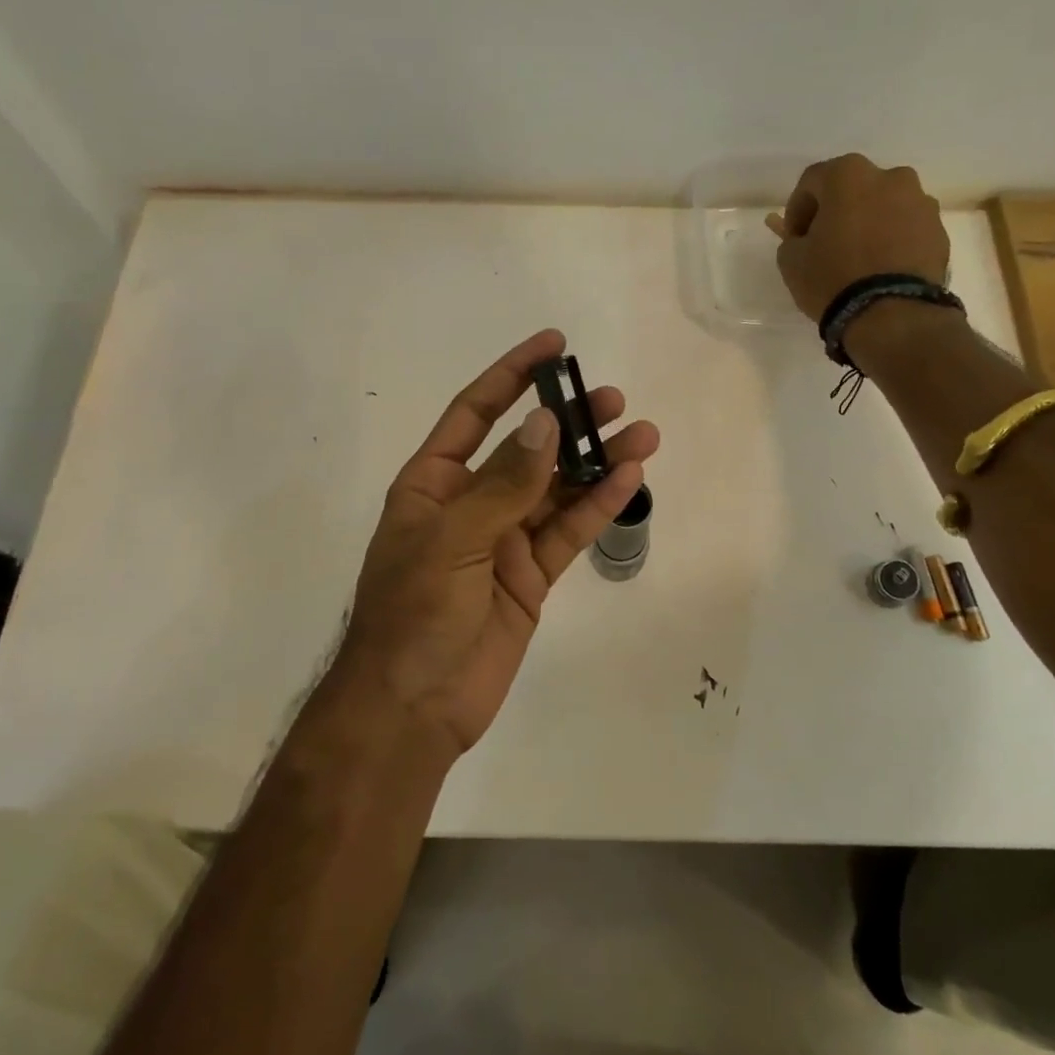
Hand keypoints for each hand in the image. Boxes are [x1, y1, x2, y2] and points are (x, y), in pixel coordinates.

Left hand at [336, 329, 659, 759]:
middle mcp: (470, 503)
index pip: (476, 412)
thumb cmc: (414, 613)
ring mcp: (503, 539)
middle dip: (568, 421)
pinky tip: (628, 478)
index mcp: (433, 483)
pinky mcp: (531, 576)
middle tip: (613, 399)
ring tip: (642, 433)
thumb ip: (504, 482)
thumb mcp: (453, 539)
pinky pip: (567, 532)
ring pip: (556, 489)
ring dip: (595, 462)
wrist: (412, 708)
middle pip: (527, 448)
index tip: (553, 345)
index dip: (512, 375)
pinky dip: (596, 506)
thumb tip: (546, 423)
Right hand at [763, 154, 950, 321]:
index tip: (793, 238)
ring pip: (884, 206)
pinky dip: (892, 241)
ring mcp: (921, 202)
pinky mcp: (939, 231)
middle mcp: (890, 177)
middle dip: (836, 212)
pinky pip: (907, 229)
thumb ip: (792, 239)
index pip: (812, 181)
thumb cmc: (833, 278)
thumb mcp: (791, 261)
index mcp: (849, 175)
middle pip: (853, 188)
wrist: (892, 315)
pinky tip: (882, 268)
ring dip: (868, 224)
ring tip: (858, 258)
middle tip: (825, 244)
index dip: (797, 210)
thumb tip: (804, 239)